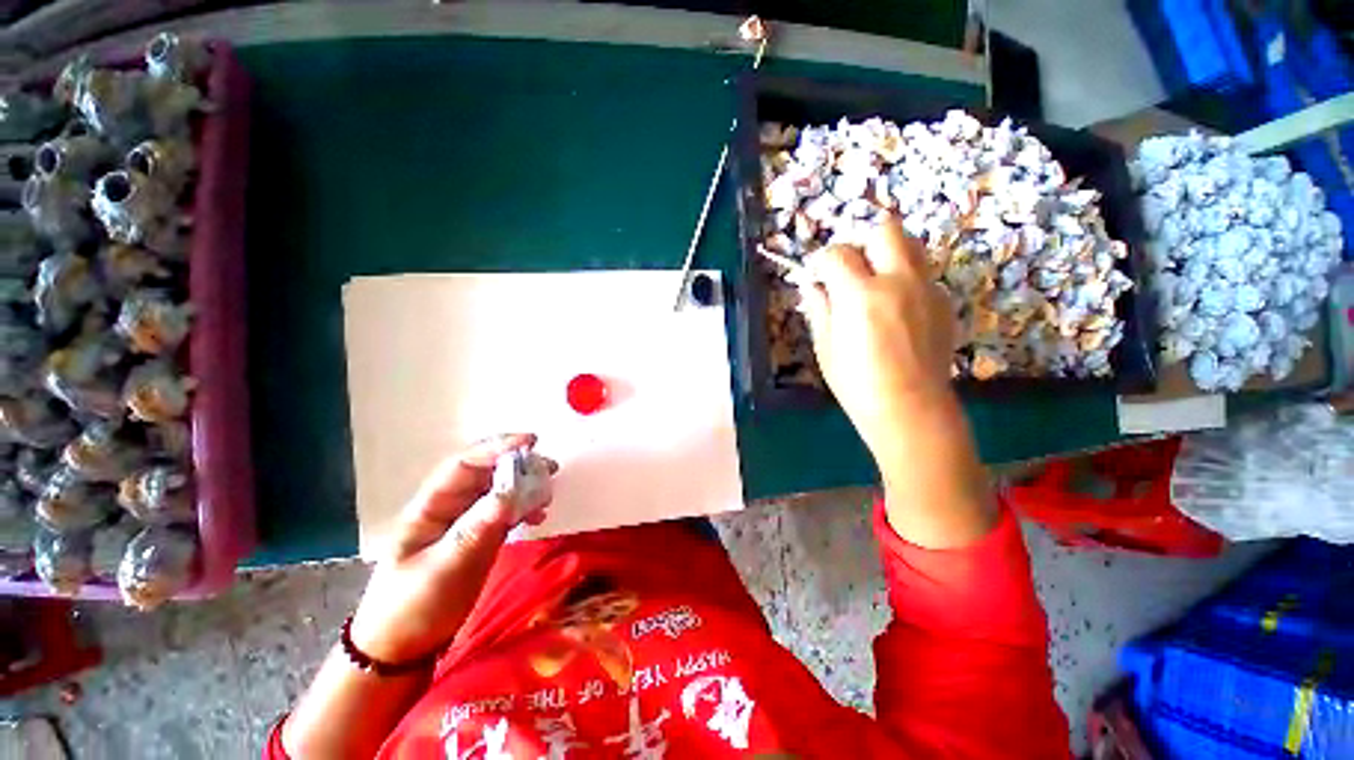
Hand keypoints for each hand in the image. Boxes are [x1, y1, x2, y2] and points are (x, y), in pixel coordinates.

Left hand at [349, 433, 554, 663]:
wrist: (402, 648)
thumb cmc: (411, 607)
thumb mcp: (442, 569)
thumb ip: (475, 531)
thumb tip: (508, 496)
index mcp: (430, 506)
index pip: (464, 465)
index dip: (496, 448)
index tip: (530, 443)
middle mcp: (450, 507)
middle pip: (487, 472)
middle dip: (518, 464)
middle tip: (549, 467)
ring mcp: (466, 522)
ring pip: (500, 490)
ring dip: (526, 485)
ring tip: (548, 490)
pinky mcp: (480, 537)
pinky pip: (506, 511)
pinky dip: (524, 507)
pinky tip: (538, 515)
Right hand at [798, 217, 955, 462]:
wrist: (910, 408)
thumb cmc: (857, 383)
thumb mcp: (826, 346)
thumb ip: (819, 308)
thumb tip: (811, 285)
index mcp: (860, 295)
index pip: (838, 253)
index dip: (821, 260)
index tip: (816, 274)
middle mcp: (898, 281)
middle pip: (885, 230)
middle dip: (861, 243)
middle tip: (849, 270)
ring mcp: (927, 289)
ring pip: (911, 245)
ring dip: (887, 254)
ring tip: (874, 283)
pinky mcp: (944, 302)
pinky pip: (923, 274)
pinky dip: (904, 279)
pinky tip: (896, 309)